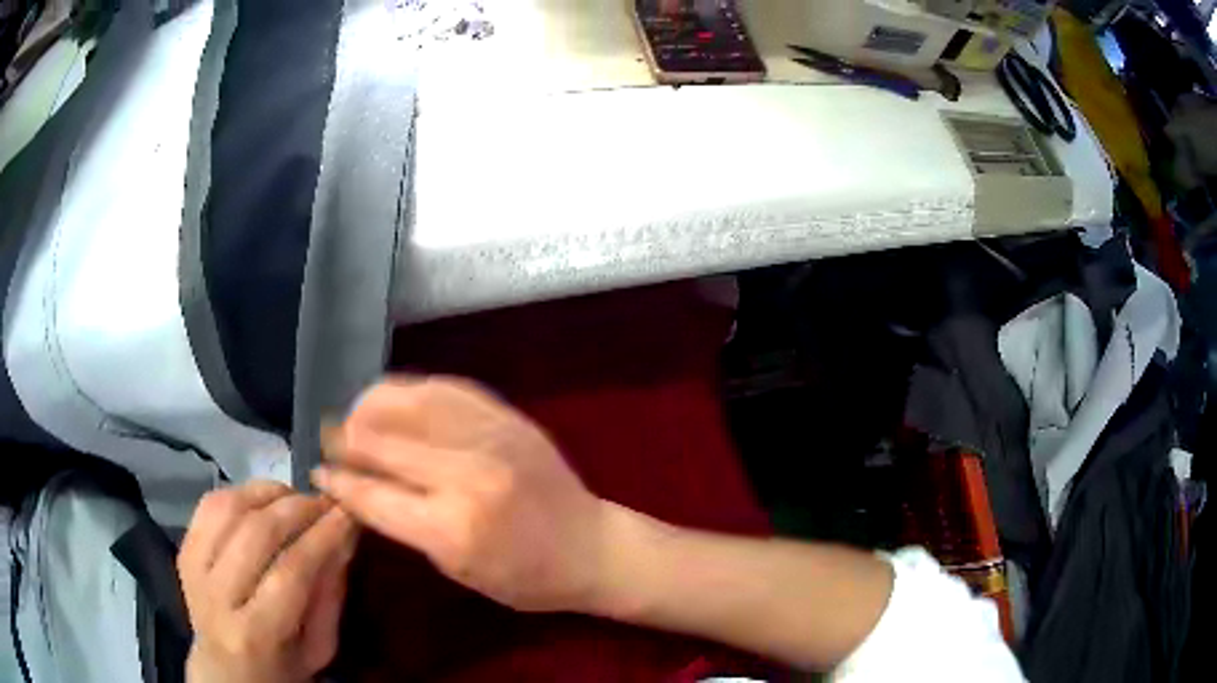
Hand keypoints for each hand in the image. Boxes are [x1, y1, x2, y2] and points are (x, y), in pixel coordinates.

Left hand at [178, 481, 358, 682]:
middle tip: (325, 502)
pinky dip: (240, 492)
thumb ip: (329, 594)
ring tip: (295, 498)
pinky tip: (263, 499)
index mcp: (256, 633)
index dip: (322, 537)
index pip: (291, 572)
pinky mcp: (184, 549)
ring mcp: (194, 569)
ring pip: (228, 509)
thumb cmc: (282, 665)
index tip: (348, 513)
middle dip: (298, 508)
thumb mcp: (318, 647)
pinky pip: (209, 505)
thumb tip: (344, 536)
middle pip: (256, 534)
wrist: (225, 671)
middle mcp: (217, 597)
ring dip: (268, 494)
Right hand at [313, 376, 608, 612]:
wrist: (589, 546)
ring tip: (354, 416)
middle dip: (343, 441)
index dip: (336, 482)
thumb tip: (358, 488)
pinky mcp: (506, 416)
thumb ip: (404, 525)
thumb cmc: (524, 578)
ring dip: (369, 408)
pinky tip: (394, 401)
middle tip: (328, 442)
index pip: (371, 494)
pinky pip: (444, 388)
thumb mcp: (456, 569)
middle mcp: (465, 474)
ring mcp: (488, 437)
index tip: (317, 472)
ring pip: (406, 403)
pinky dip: (410, 392)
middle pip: (379, 442)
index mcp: (451, 528)